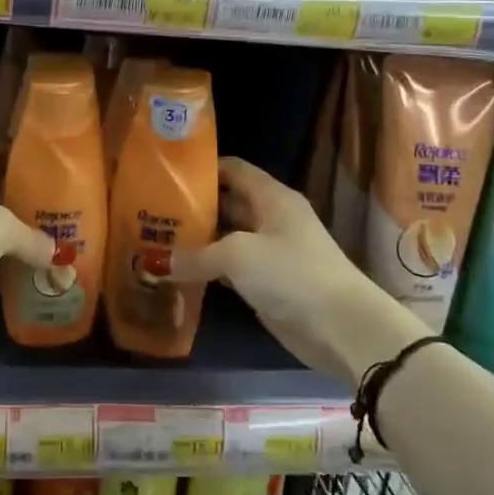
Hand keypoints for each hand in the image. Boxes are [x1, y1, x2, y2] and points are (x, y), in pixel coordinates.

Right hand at [173, 158, 427, 386]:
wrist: (340, 326)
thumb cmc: (290, 273)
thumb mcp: (237, 256)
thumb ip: (195, 256)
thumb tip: (156, 265)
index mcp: (272, 197)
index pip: (234, 169)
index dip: (203, 168)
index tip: (167, 174)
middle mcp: (272, 218)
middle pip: (228, 203)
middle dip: (194, 206)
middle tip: (153, 210)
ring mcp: (271, 251)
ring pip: (228, 237)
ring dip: (198, 240)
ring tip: (157, 238)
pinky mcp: (268, 282)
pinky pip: (231, 268)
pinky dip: (209, 268)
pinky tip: (180, 271)